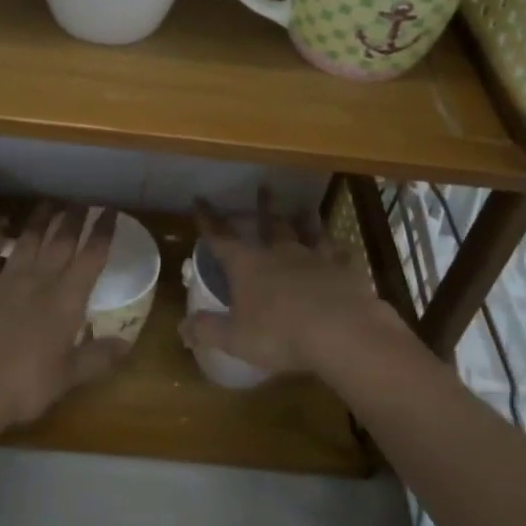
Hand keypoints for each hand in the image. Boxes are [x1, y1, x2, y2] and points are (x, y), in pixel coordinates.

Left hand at [0, 202, 126, 434]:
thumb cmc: (25, 386)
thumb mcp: (68, 377)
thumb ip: (98, 357)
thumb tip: (127, 343)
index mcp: (67, 300)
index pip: (91, 257)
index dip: (103, 232)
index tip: (110, 211)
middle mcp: (41, 280)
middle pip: (62, 240)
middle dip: (75, 217)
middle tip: (83, 198)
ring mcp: (8, 279)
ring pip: (29, 238)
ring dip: (42, 218)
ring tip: (50, 201)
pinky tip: (2, 221)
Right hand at [179, 190, 405, 375]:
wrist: (341, 332)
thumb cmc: (280, 334)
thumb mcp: (236, 339)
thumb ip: (208, 330)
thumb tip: (181, 328)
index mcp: (248, 265)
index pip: (221, 238)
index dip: (208, 220)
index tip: (199, 199)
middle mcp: (279, 253)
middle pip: (269, 224)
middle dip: (264, 206)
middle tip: (264, 187)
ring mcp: (314, 258)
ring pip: (308, 232)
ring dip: (304, 221)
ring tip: (305, 209)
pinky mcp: (344, 271)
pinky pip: (340, 255)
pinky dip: (339, 251)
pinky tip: (344, 250)